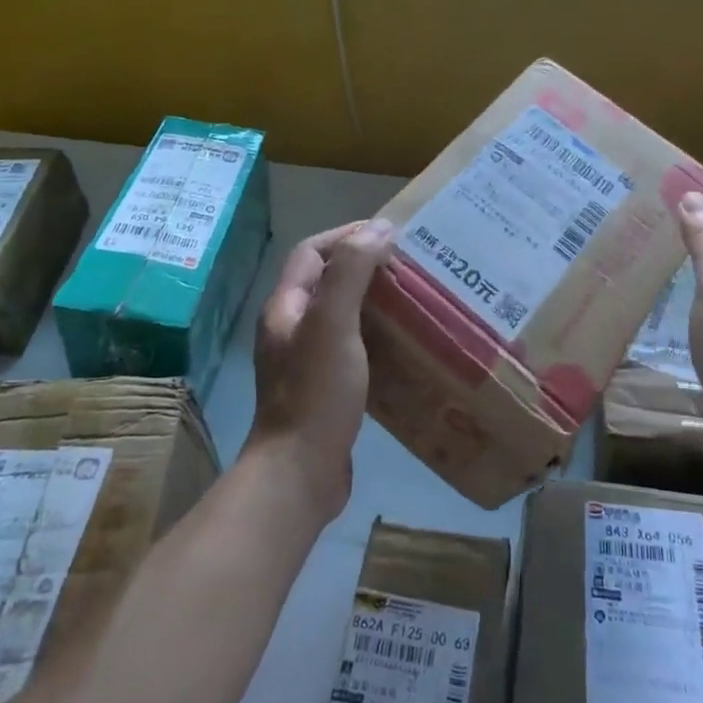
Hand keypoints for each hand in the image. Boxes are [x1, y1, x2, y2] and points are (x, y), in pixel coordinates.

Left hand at [246, 218, 394, 526]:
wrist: (300, 474)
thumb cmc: (316, 392)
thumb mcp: (333, 324)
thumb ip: (351, 272)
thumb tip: (379, 227)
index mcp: (286, 307)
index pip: (312, 251)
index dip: (347, 235)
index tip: (389, 235)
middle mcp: (292, 328)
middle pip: (328, 280)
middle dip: (366, 267)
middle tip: (410, 266)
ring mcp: (307, 360)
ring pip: (343, 314)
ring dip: (375, 302)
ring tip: (415, 299)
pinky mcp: (325, 388)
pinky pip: (353, 346)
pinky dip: (378, 336)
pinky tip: (406, 344)